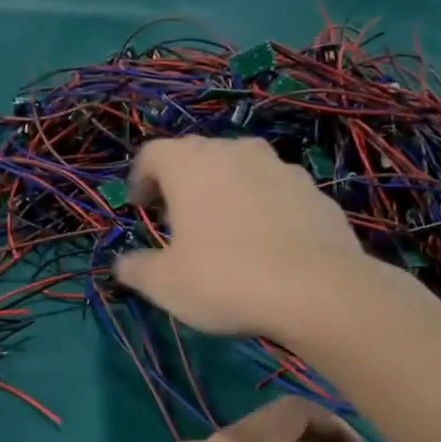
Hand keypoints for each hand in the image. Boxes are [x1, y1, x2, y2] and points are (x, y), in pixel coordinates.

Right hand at [113, 137, 369, 339]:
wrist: (318, 290)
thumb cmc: (225, 279)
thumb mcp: (166, 284)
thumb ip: (136, 268)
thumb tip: (122, 264)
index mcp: (190, 164)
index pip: (152, 153)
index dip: (140, 179)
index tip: (140, 207)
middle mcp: (236, 151)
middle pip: (199, 156)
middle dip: (183, 183)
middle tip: (178, 220)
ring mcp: (281, 167)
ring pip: (242, 170)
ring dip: (226, 191)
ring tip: (225, 230)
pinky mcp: (315, 191)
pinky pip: (277, 192)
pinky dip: (264, 208)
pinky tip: (267, 245)